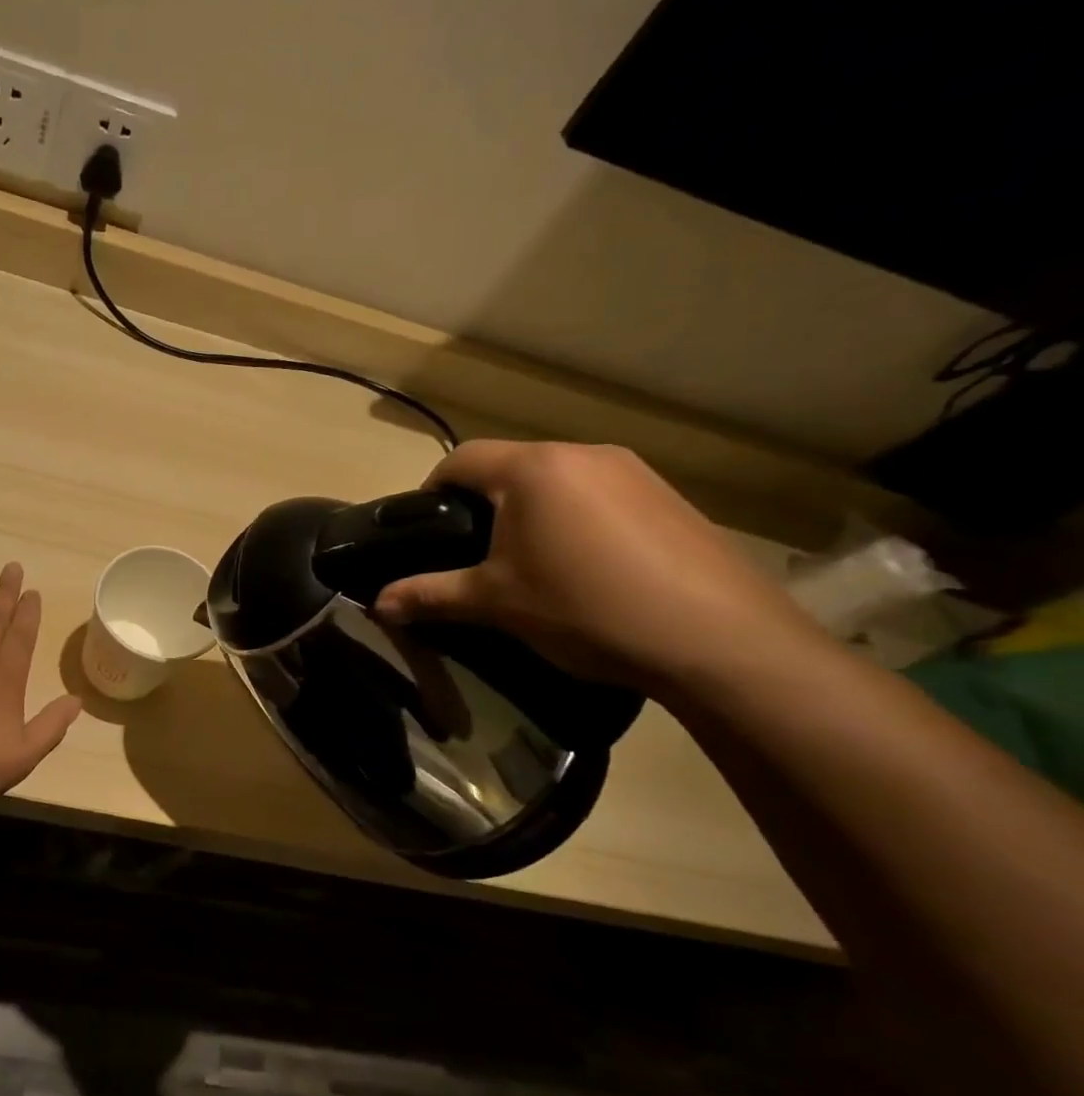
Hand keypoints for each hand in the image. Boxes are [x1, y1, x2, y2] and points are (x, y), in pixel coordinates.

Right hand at [373, 441, 823, 690]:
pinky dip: (577, 519)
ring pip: (557, 479)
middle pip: (510, 466)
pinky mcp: (669, 497)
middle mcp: (582, 454)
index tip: (425, 530)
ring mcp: (633, 472)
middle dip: (483, 503)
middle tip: (475, 554)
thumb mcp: (497, 604)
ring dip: (532, 510)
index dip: (432, 490)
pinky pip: (600, 495)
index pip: (461, 459)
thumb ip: (430, 596)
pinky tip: (589, 567)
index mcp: (532, 469)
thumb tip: (377, 604)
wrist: (719, 641)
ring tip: (532, 562)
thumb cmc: (586, 609)